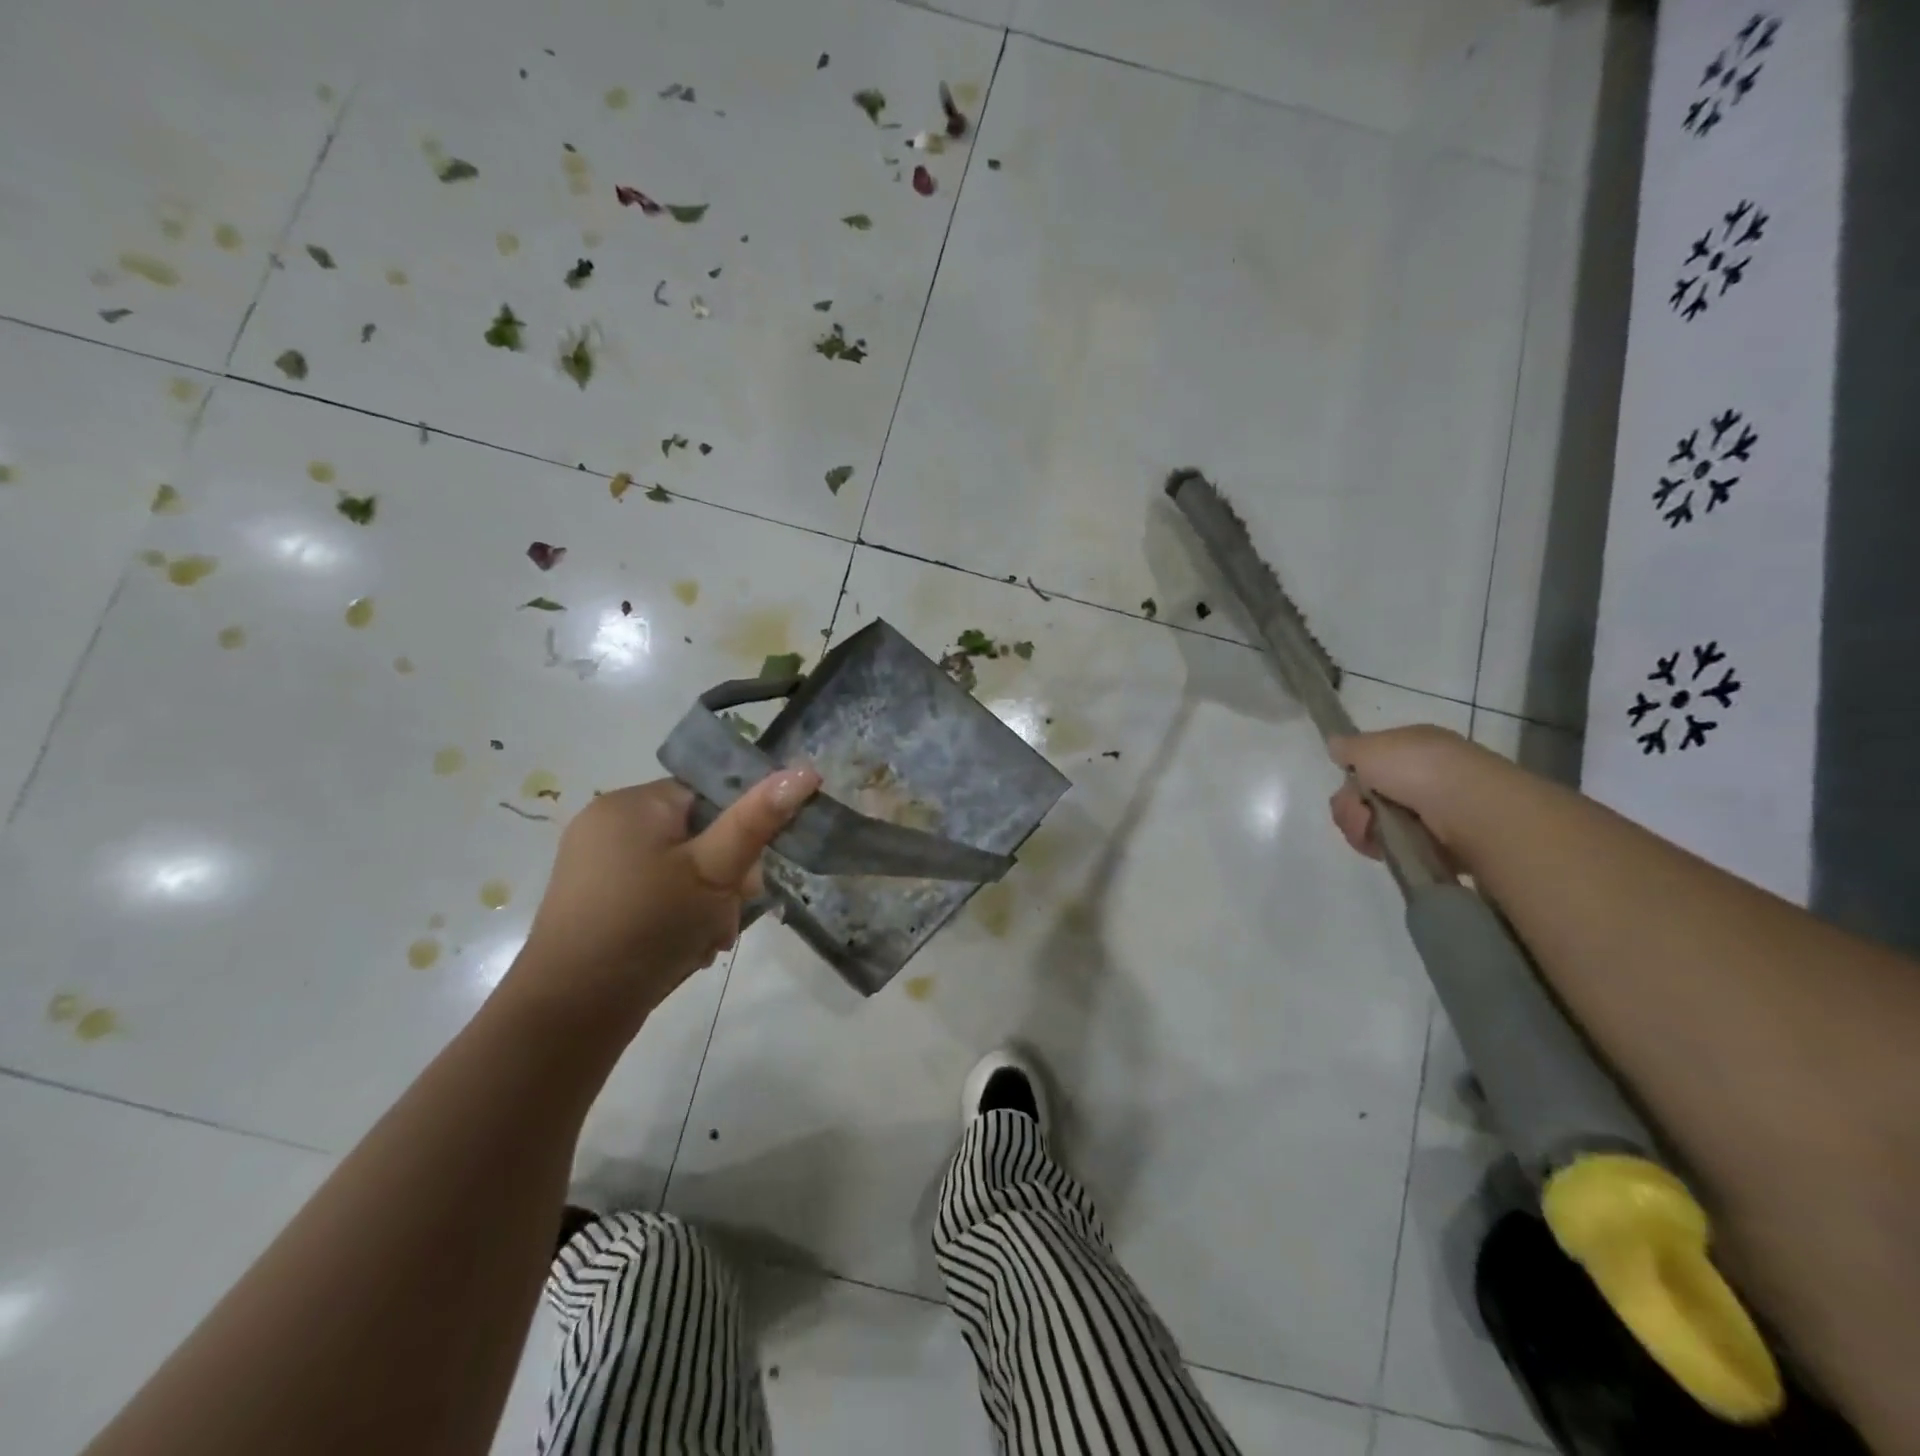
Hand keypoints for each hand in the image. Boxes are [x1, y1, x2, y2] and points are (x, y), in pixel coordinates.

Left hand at [509, 768, 820, 1025]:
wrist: (571, 1012)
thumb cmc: (648, 925)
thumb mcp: (714, 870)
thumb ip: (758, 820)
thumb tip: (805, 771)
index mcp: (632, 804)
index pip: (708, 796)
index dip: (738, 833)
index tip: (748, 878)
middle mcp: (607, 825)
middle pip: (696, 837)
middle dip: (723, 880)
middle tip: (727, 916)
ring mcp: (595, 865)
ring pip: (679, 871)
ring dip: (705, 905)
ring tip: (706, 941)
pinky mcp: (593, 902)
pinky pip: (652, 894)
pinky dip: (675, 918)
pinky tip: (683, 949)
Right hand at [1326, 725, 1503, 868]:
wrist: (1470, 809)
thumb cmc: (1418, 769)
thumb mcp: (1370, 746)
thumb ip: (1348, 747)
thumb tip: (1337, 747)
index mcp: (1414, 747)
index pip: (1372, 761)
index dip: (1354, 773)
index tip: (1350, 781)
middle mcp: (1425, 776)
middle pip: (1367, 795)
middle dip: (1351, 805)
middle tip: (1359, 812)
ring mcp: (1433, 811)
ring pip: (1375, 822)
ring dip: (1362, 828)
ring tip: (1371, 832)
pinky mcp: (1437, 844)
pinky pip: (1393, 846)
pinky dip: (1382, 847)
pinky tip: (1384, 848)